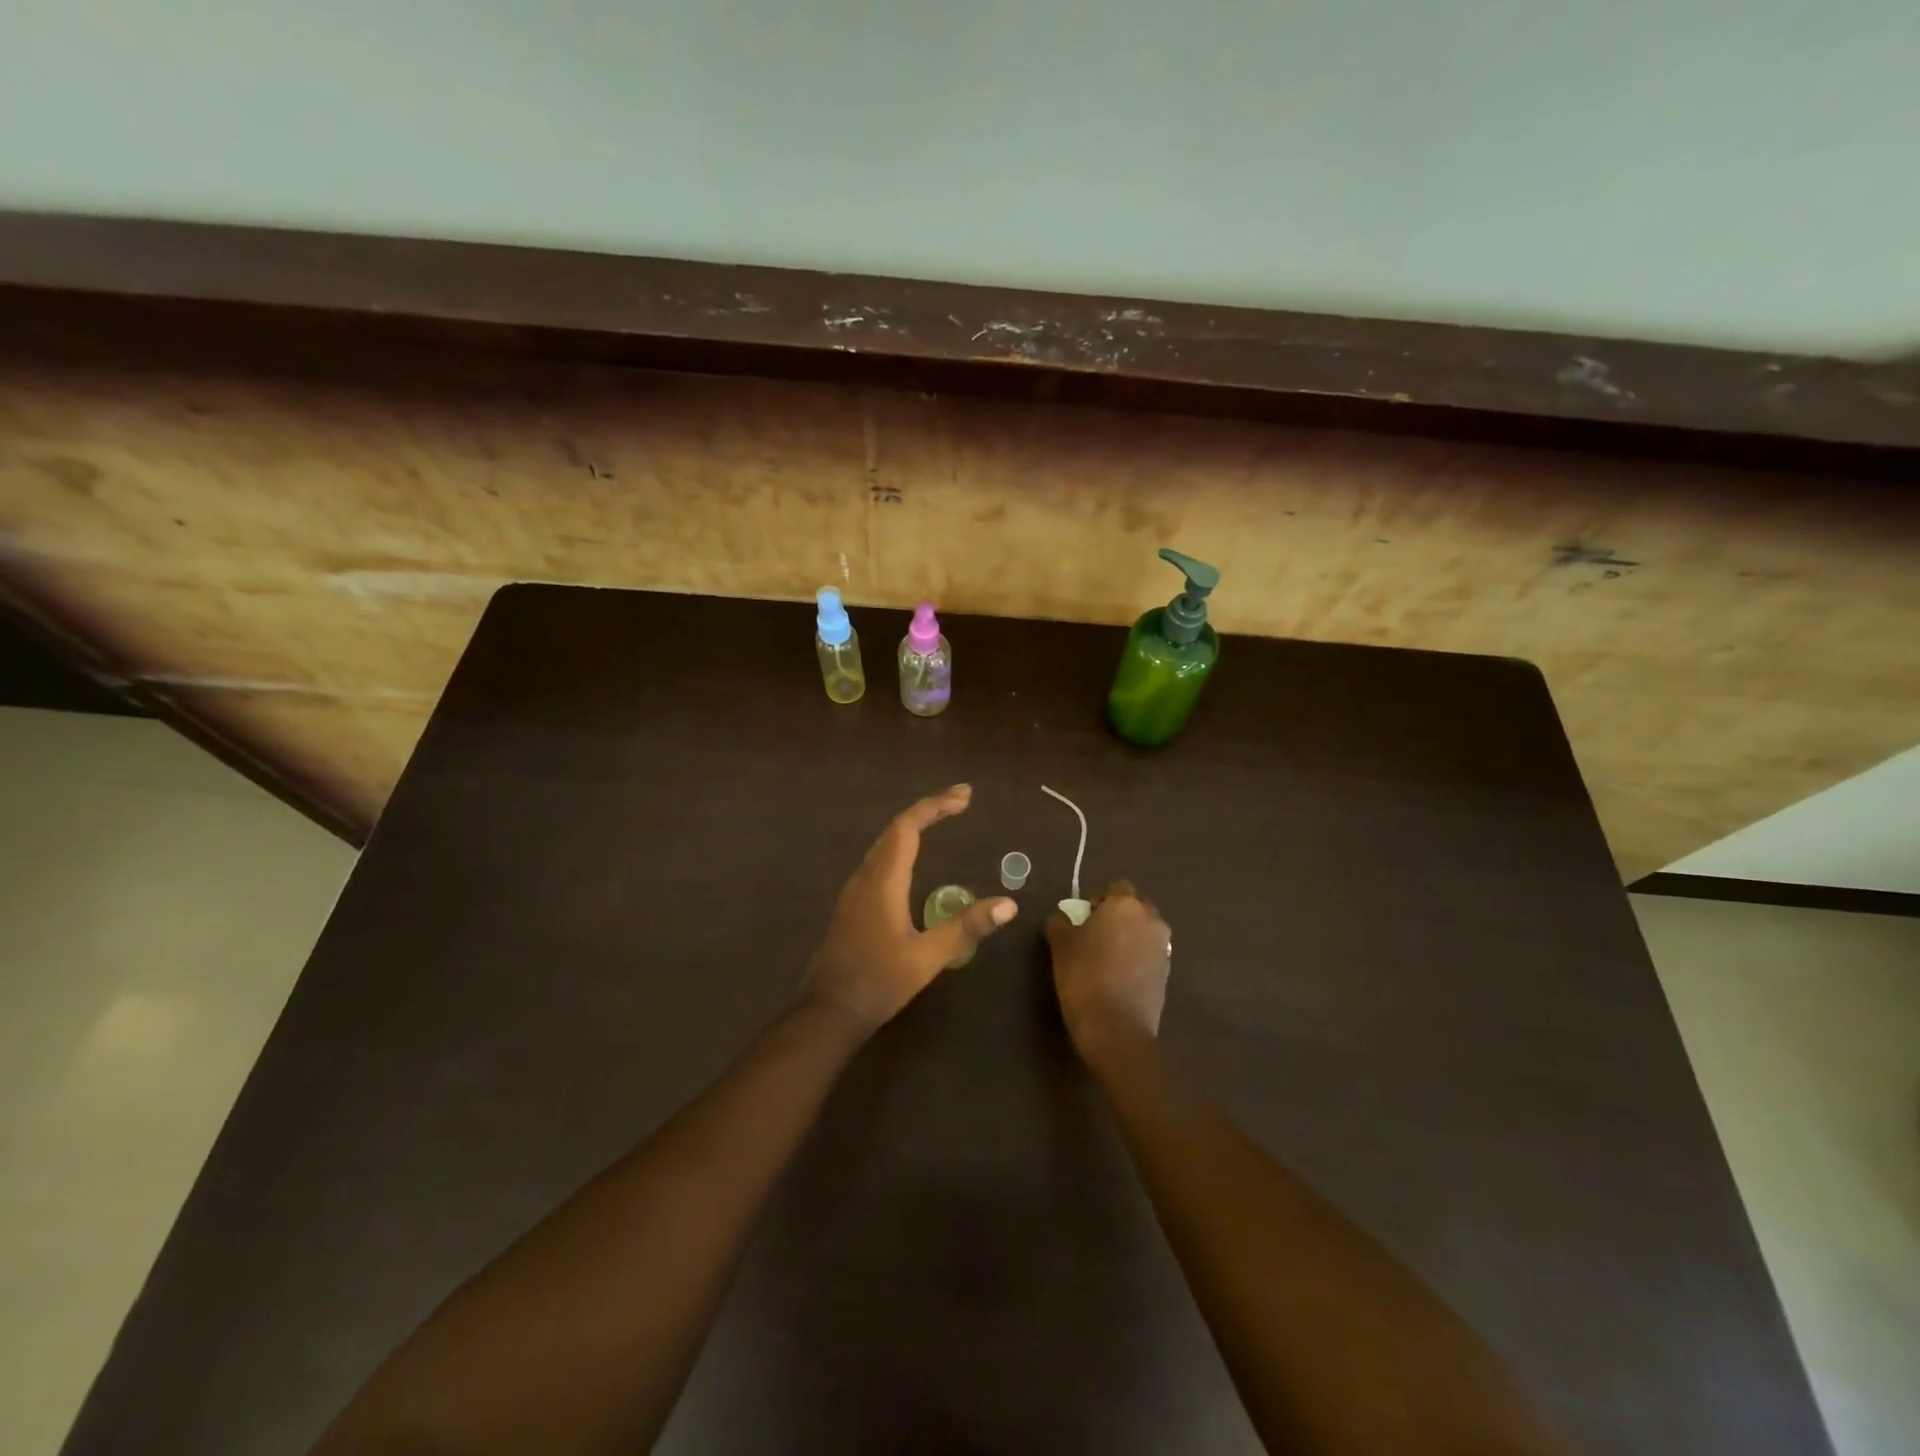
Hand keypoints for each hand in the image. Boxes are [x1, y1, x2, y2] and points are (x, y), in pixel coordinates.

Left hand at [803, 785, 1017, 1033]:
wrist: (828, 1012)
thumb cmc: (879, 982)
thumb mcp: (928, 956)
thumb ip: (966, 927)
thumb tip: (1009, 904)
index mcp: (882, 881)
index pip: (908, 827)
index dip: (935, 806)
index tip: (965, 796)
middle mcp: (865, 876)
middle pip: (895, 830)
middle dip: (928, 810)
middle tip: (961, 801)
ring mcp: (854, 890)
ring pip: (884, 844)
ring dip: (912, 827)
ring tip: (941, 820)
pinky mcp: (851, 905)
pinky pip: (878, 860)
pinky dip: (901, 846)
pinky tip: (912, 860)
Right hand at [1046, 880, 1170, 1060]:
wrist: (1116, 1028)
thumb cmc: (1084, 976)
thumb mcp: (1060, 944)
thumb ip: (1061, 921)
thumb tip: (1065, 916)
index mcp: (1126, 905)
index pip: (1116, 888)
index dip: (1098, 901)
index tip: (1083, 920)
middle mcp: (1151, 919)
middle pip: (1134, 908)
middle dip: (1117, 917)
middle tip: (1094, 937)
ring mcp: (1163, 947)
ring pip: (1144, 931)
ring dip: (1129, 937)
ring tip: (1107, 959)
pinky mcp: (1167, 973)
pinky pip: (1149, 954)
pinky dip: (1137, 958)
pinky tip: (1119, 977)